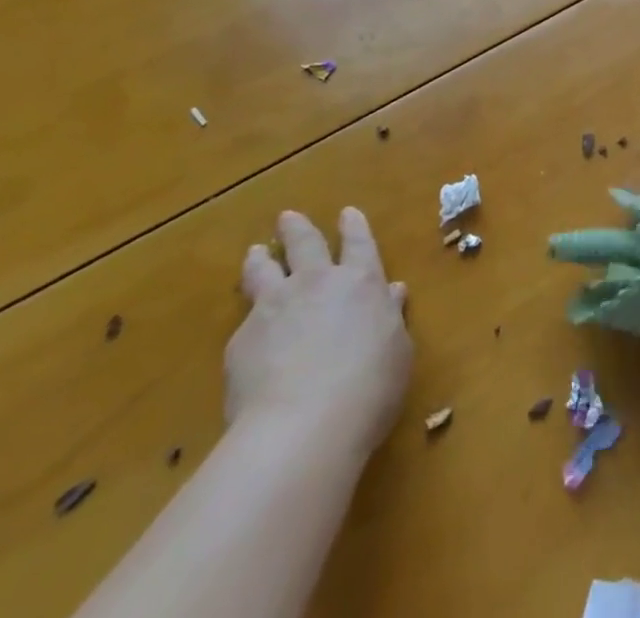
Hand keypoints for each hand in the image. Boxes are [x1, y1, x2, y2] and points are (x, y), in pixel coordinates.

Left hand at [228, 207, 411, 456]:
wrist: (304, 426)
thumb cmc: (370, 387)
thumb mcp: (398, 351)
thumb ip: (391, 317)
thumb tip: (392, 293)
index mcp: (362, 281)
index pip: (358, 243)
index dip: (354, 227)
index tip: (347, 212)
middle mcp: (317, 283)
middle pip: (305, 243)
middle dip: (298, 228)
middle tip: (288, 217)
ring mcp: (276, 306)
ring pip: (264, 270)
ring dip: (261, 259)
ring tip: (256, 252)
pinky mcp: (242, 340)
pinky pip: (246, 320)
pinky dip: (249, 318)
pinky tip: (246, 332)